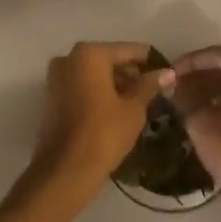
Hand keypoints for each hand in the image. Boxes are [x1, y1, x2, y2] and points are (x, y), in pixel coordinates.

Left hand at [12, 41, 173, 221]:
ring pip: (95, 74)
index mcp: (90, 54)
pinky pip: (83, 87)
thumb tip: (168, 72)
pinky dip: (99, 93)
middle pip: (110, 60)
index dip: (150, 63)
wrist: (66, 170)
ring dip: (116, 85)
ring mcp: (57, 77)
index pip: (130, 51)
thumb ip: (149, 85)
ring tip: (139, 104)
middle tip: (154, 93)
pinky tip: (118, 111)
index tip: (167, 76)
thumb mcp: (134, 108)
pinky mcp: (52, 97)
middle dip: (131, 74)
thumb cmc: (104, 133)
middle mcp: (69, 58)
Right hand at [170, 47, 220, 221]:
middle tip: (181, 85)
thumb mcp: (201, 121)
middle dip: (205, 75)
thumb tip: (173, 85)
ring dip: (219, 87)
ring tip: (193, 100)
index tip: (172, 72)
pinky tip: (215, 111)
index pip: (218, 55)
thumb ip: (185, 97)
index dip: (191, 62)